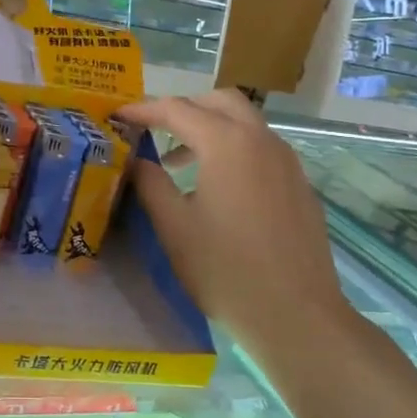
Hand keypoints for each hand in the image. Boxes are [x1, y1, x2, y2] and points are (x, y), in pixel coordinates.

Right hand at [115, 91, 349, 342]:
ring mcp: (287, 161)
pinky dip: (233, 149)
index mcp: (226, 143)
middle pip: (219, 101)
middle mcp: (261, 140)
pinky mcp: (299, 185)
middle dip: (183, 107)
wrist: (296, 315)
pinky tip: (217, 188)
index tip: (117, 117)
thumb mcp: (173, 226)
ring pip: (245, 123)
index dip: (142, 110)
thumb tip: (136, 159)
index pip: (176, 109)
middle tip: (152, 129)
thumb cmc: (225, 269)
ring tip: (178, 162)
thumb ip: (150, 183)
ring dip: (209, 128)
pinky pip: (261, 149)